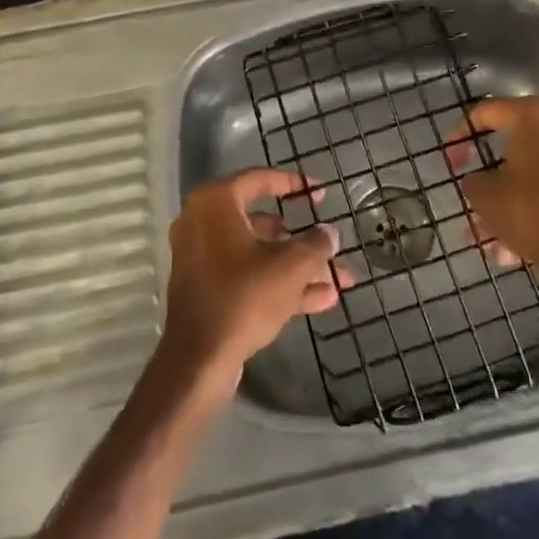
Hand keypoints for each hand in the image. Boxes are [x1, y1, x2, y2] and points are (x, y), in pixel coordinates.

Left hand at [160, 168, 349, 397]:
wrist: (199, 359)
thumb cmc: (244, 295)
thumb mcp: (291, 266)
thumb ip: (316, 243)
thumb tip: (329, 233)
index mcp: (215, 202)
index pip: (260, 179)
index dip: (295, 184)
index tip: (321, 193)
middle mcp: (203, 222)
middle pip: (262, 221)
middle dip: (302, 238)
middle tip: (329, 240)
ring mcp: (202, 257)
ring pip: (258, 253)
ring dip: (298, 265)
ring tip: (338, 277)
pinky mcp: (207, 289)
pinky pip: (248, 275)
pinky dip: (279, 282)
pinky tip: (322, 298)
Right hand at [446, 96, 538, 292]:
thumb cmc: (531, 213)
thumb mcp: (484, 195)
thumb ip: (474, 179)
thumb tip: (480, 181)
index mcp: (534, 117)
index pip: (488, 111)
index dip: (462, 132)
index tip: (451, 156)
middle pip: (515, 146)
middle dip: (490, 176)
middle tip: (472, 193)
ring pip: (534, 175)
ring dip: (509, 201)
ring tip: (488, 238)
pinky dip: (534, 210)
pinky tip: (514, 247)